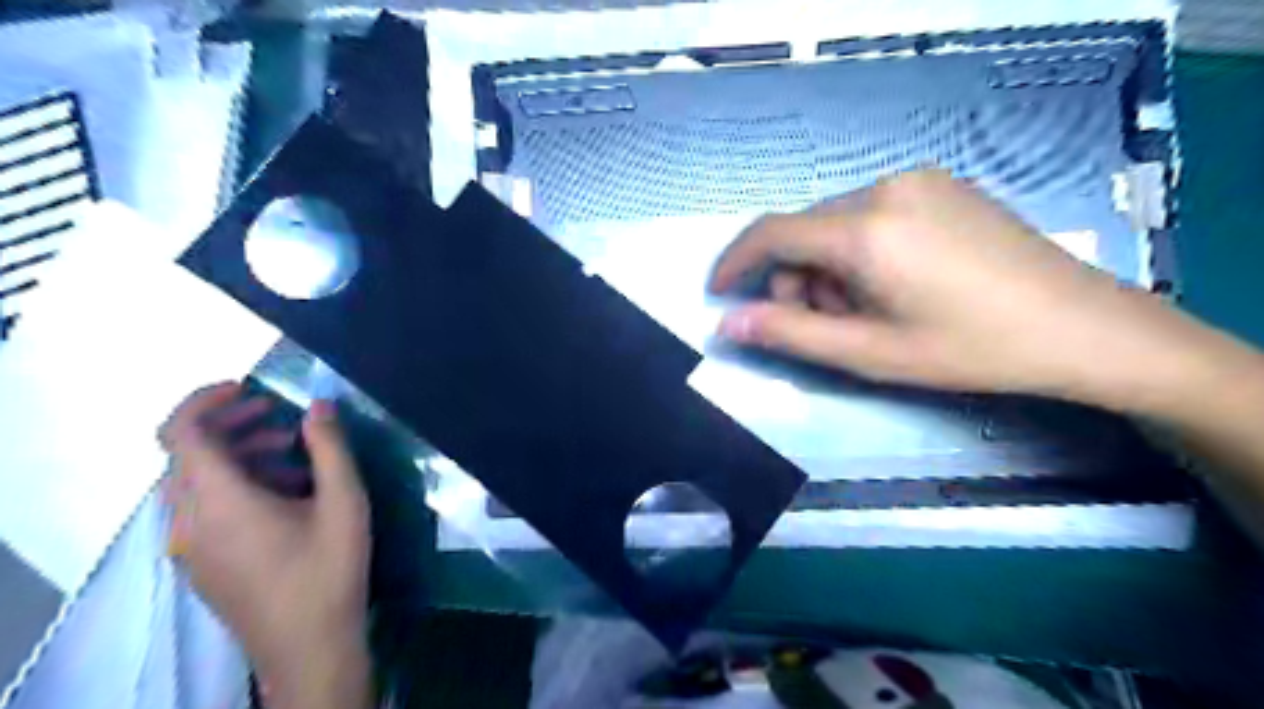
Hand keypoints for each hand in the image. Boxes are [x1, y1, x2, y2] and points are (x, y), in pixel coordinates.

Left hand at [161, 385, 373, 705]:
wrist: (308, 646)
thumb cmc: (328, 569)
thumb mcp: (344, 502)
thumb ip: (330, 448)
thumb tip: (319, 405)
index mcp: (219, 501)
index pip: (180, 433)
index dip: (206, 400)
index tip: (249, 388)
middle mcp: (189, 520)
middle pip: (187, 455)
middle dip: (232, 426)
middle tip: (281, 418)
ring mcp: (190, 546)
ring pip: (195, 482)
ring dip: (237, 456)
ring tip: (293, 457)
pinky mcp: (201, 563)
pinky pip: (202, 508)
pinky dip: (234, 485)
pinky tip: (285, 496)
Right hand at [707, 166, 1209, 409]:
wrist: (1081, 326)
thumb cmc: (970, 349)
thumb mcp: (869, 353)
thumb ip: (789, 334)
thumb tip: (727, 324)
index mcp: (866, 229)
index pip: (772, 233)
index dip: (735, 262)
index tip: (718, 293)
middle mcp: (884, 187)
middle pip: (805, 231)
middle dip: (796, 280)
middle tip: (826, 327)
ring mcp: (917, 180)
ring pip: (835, 224)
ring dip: (829, 269)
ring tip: (868, 310)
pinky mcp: (939, 185)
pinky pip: (870, 214)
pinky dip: (859, 251)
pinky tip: (894, 283)